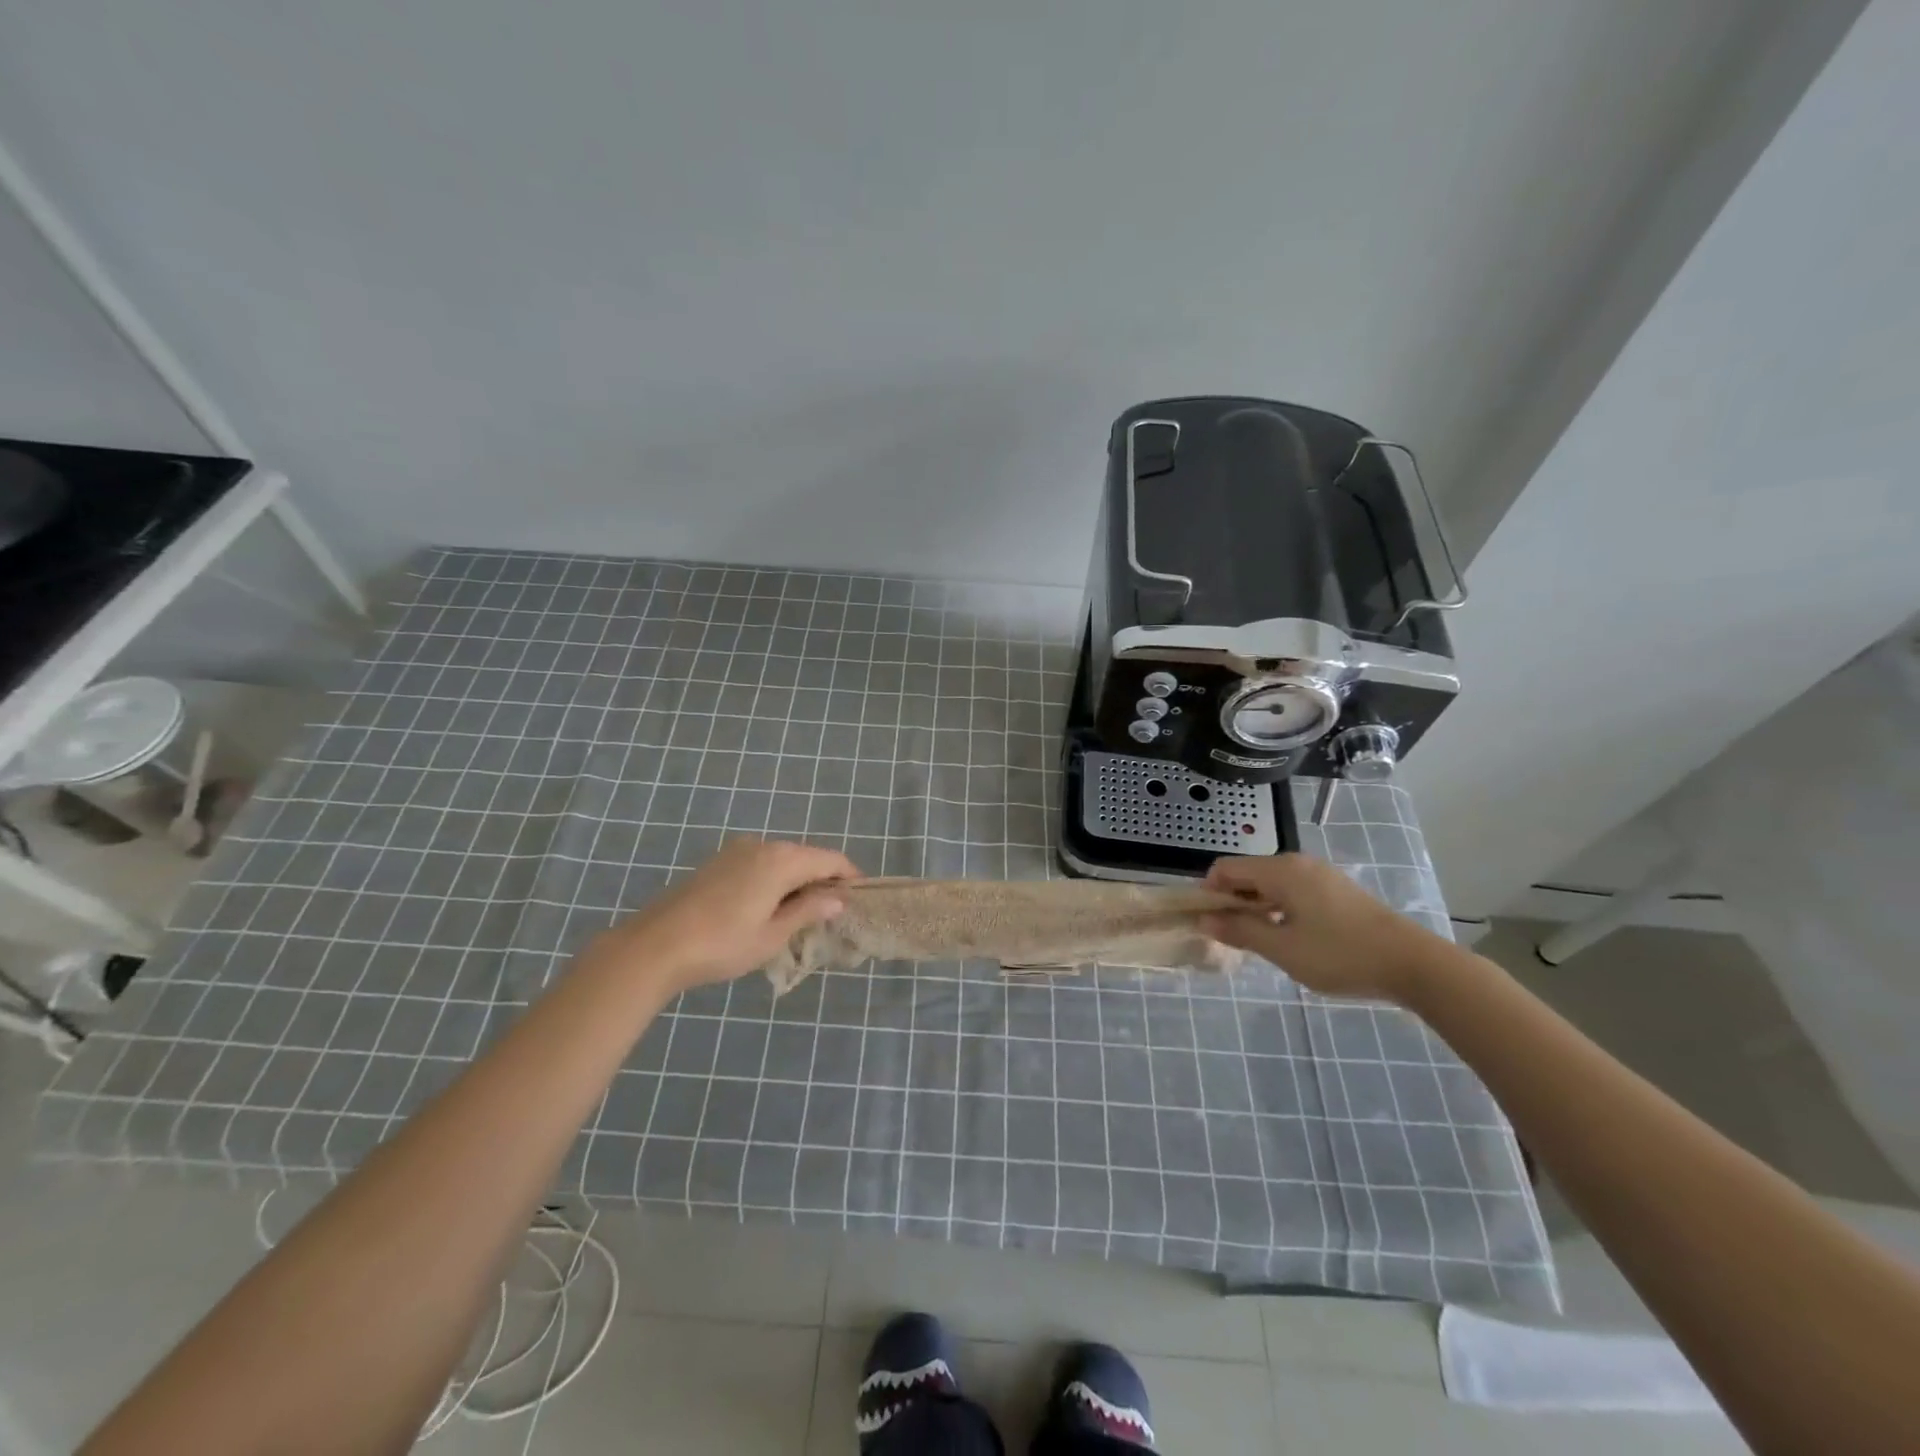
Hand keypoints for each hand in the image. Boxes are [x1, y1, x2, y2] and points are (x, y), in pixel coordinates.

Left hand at [582, 839, 858, 998]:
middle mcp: (762, 845)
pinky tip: (769, 908)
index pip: (830, 860)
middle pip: (806, 857)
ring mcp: (736, 851)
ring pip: (782, 860)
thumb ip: (808, 910)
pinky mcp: (717, 862)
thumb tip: (839, 898)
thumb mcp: (773, 935)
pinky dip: (774, 881)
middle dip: (824, 880)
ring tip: (802, 915)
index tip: (861, 899)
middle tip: (833, 914)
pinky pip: (760, 864)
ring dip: (798, 881)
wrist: (654, 946)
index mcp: (781, 860)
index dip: (850, 877)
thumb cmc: (721, 944)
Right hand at [1202, 852, 1444, 1002]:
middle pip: (1247, 874)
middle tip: (1232, 938)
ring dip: (1255, 908)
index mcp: (1280, 870)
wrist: (1414, 964)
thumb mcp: (1283, 949)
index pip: (1225, 868)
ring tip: (1260, 942)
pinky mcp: (1336, 890)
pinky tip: (1289, 938)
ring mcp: (1319, 875)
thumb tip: (1203, 920)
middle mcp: (1297, 863)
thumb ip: (1240, 931)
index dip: (1209, 893)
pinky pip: (1292, 891)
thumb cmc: (1341, 955)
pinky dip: (1278, 909)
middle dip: (1232, 902)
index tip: (1207, 924)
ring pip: (1270, 884)